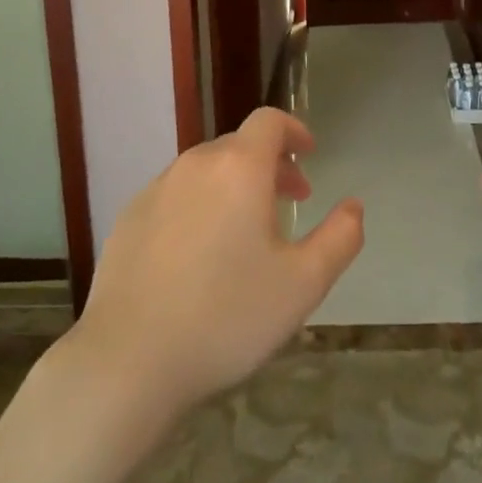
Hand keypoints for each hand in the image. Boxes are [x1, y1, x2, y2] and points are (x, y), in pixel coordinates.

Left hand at [72, 108, 363, 421]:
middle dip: (270, 165)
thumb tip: (354, 206)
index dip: (294, 131)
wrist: (128, 361)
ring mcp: (155, 190)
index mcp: (239, 168)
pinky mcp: (128, 220)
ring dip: (234, 186)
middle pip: (238, 146)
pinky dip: (199, 206)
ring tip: (246, 233)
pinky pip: (175, 196)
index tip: (309, 156)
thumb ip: (340, 237)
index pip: (269, 121)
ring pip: (205, 171)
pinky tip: (199, 256)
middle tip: (289, 203)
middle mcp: (195, 165)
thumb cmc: (227, 315)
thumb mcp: (303, 283)